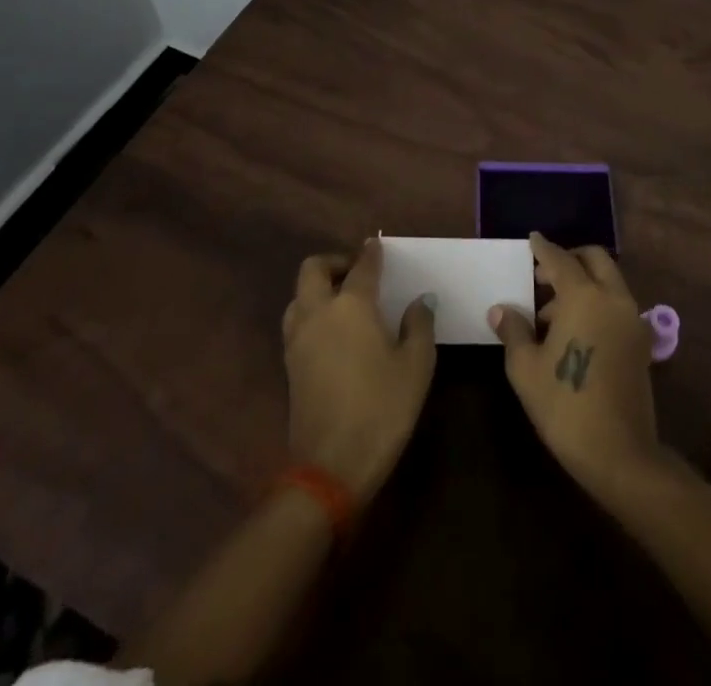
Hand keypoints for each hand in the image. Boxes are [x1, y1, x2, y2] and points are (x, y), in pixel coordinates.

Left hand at [282, 238, 436, 503]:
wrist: (331, 466)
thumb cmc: (382, 408)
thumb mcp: (416, 365)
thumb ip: (419, 325)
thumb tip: (420, 301)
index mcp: (352, 304)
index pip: (362, 266)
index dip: (372, 253)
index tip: (378, 246)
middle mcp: (319, 312)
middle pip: (313, 268)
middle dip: (334, 262)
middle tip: (356, 272)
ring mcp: (298, 339)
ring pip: (299, 295)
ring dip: (317, 288)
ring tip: (343, 301)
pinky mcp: (290, 364)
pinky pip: (296, 321)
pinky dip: (311, 313)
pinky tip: (333, 332)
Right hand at [489, 233, 661, 492]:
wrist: (620, 453)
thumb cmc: (565, 405)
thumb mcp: (526, 369)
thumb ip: (513, 331)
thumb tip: (500, 310)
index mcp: (584, 296)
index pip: (560, 260)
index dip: (543, 249)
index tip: (532, 240)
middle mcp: (613, 298)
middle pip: (594, 259)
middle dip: (569, 259)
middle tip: (543, 276)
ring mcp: (632, 319)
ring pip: (608, 281)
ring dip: (583, 282)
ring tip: (551, 315)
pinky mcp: (641, 342)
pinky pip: (617, 304)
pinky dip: (597, 302)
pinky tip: (575, 332)